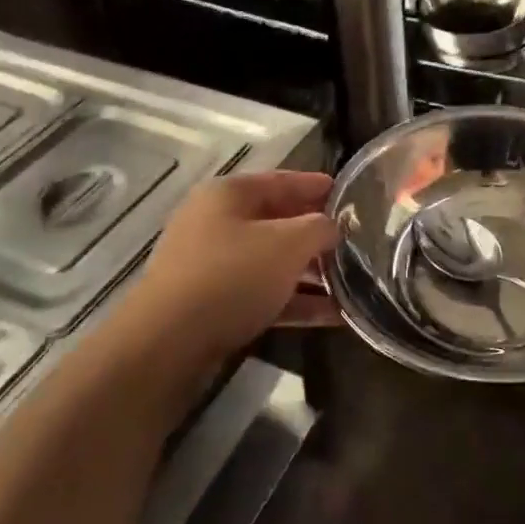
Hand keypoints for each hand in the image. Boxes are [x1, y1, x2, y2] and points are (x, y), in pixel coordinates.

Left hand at [128, 171, 339, 366]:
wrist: (169, 342)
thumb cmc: (233, 275)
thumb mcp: (288, 244)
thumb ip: (319, 228)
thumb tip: (332, 226)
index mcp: (228, 195)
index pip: (283, 180)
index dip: (318, 186)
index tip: (350, 194)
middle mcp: (216, 223)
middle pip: (277, 222)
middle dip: (317, 235)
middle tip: (355, 242)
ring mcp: (211, 265)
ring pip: (272, 262)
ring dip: (311, 273)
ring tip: (352, 283)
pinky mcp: (212, 304)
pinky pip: (263, 294)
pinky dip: (295, 301)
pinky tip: (332, 315)